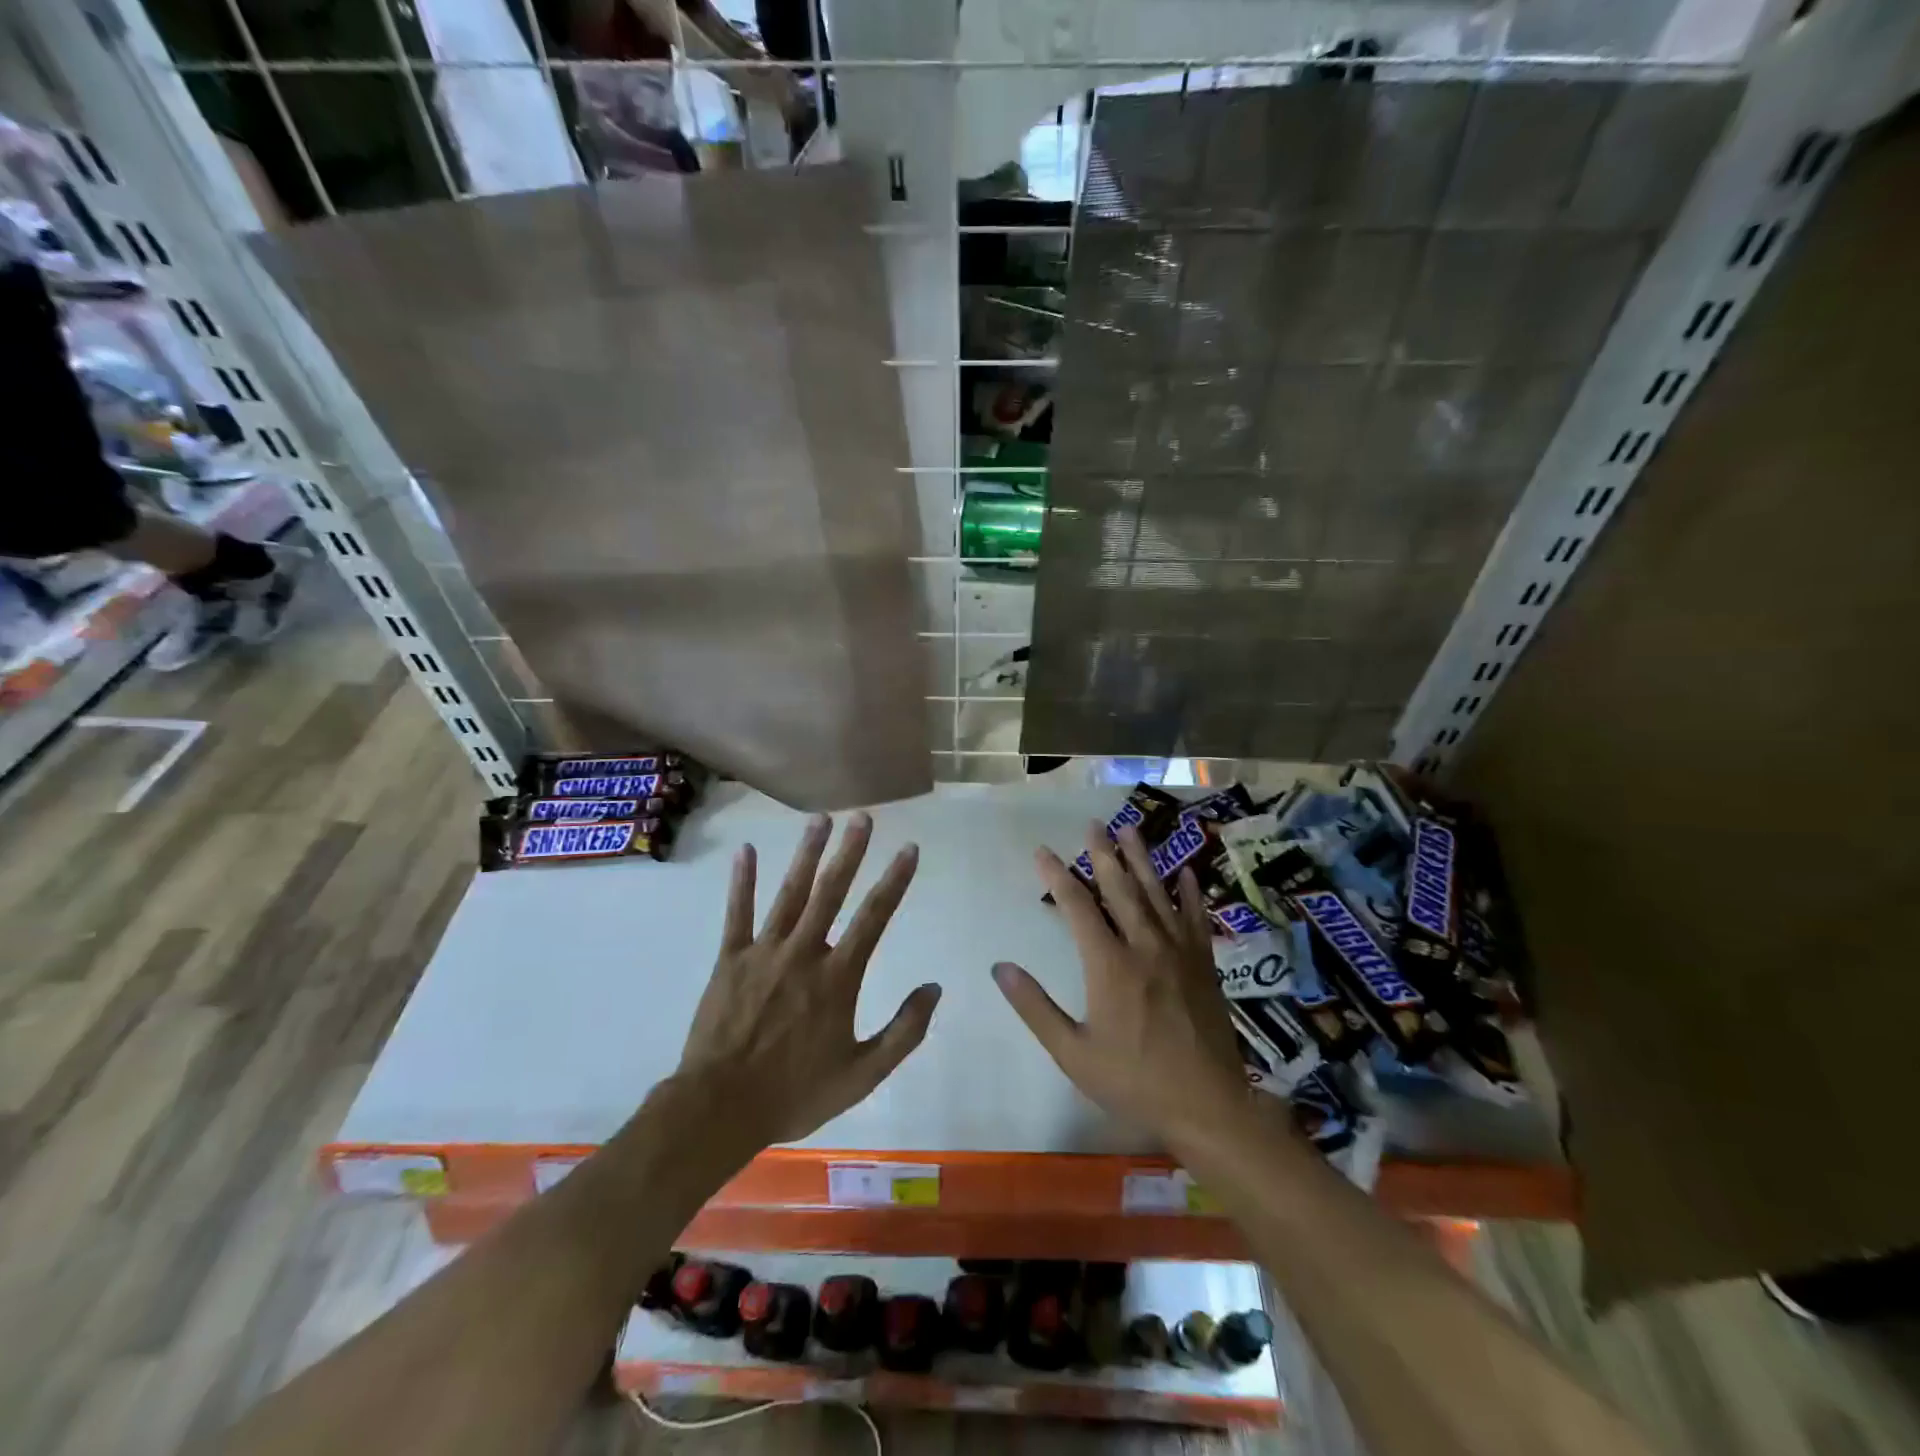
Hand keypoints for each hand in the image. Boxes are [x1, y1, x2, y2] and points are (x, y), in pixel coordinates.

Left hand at [678, 812, 938, 1147]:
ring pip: (790, 893)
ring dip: (806, 854)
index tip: (908, 848)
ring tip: (820, 819)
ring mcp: (764, 952)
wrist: (720, 1108)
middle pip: (831, 892)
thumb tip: (934, 988)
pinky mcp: (730, 959)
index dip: (894, 880)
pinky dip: (743, 882)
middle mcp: (804, 953)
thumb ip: (903, 1031)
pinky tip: (747, 851)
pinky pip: (738, 914)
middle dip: (849, 851)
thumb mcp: (863, 1074)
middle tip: (862, 817)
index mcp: (838, 978)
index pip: (874, 917)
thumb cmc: (796, 1093)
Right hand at [992, 822, 1252, 1147]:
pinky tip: (1185, 872)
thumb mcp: (1074, 1053)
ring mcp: (1179, 952)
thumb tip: (1001, 968)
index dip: (1057, 875)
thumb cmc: (1134, 1081)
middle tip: (1093, 824)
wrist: (1208, 1105)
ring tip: (1130, 830)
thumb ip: (1036, 1008)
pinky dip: (1189, 893)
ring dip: (1142, 860)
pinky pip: (1195, 918)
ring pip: (1156, 894)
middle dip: (1103, 854)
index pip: (1077, 906)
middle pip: (1120, 889)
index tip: (1042, 851)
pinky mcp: (1204, 964)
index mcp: (1109, 965)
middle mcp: (1144, 946)